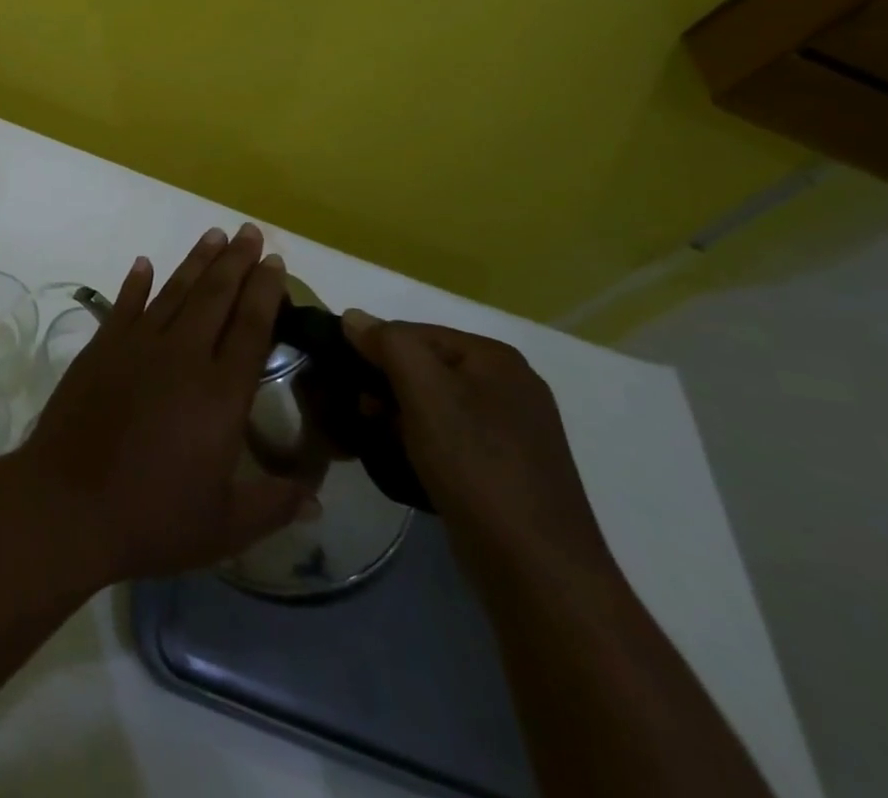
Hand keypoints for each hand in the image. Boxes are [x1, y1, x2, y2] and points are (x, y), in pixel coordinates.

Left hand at [16, 224, 315, 583]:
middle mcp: (182, 356)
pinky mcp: (101, 348)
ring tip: (214, 235)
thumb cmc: (152, 518)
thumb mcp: (226, 526)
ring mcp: (137, 346)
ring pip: (174, 292)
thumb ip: (276, 504)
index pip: (251, 327)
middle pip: (215, 296)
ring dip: (196, 262)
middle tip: (250, 230)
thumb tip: (320, 498)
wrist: (68, 503)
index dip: (265, 290)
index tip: (273, 260)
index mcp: (220, 393)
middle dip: (236, 261)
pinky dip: (136, 283)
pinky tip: (144, 264)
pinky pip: (125, 305)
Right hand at [340, 309, 613, 579]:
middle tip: (365, 416)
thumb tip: (354, 318)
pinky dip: (423, 442)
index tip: (351, 386)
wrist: (536, 569)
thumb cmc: (476, 466)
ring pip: (434, 403)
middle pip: (423, 366)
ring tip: (382, 442)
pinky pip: (450, 436)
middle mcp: (510, 384)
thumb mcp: (424, 390)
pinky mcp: (508, 468)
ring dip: (400, 416)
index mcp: (495, 357)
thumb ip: (387, 343)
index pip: (412, 332)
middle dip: (386, 386)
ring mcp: (513, 429)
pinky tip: (410, 463)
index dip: (374, 352)